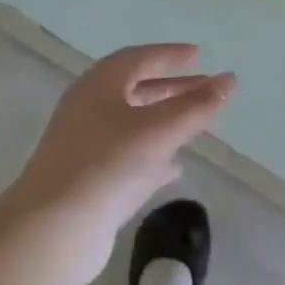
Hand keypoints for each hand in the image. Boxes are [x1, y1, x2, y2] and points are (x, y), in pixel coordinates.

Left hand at [2, 44, 234, 284]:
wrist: (55, 229)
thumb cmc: (108, 166)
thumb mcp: (160, 130)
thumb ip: (197, 105)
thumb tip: (229, 80)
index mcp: (98, 87)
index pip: (138, 59)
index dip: (170, 55)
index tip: (200, 55)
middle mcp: (88, 111)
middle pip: (135, 90)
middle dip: (172, 87)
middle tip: (206, 88)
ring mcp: (86, 147)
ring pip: (132, 124)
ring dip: (165, 120)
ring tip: (197, 124)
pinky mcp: (89, 180)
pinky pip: (128, 157)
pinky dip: (154, 154)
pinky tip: (175, 167)